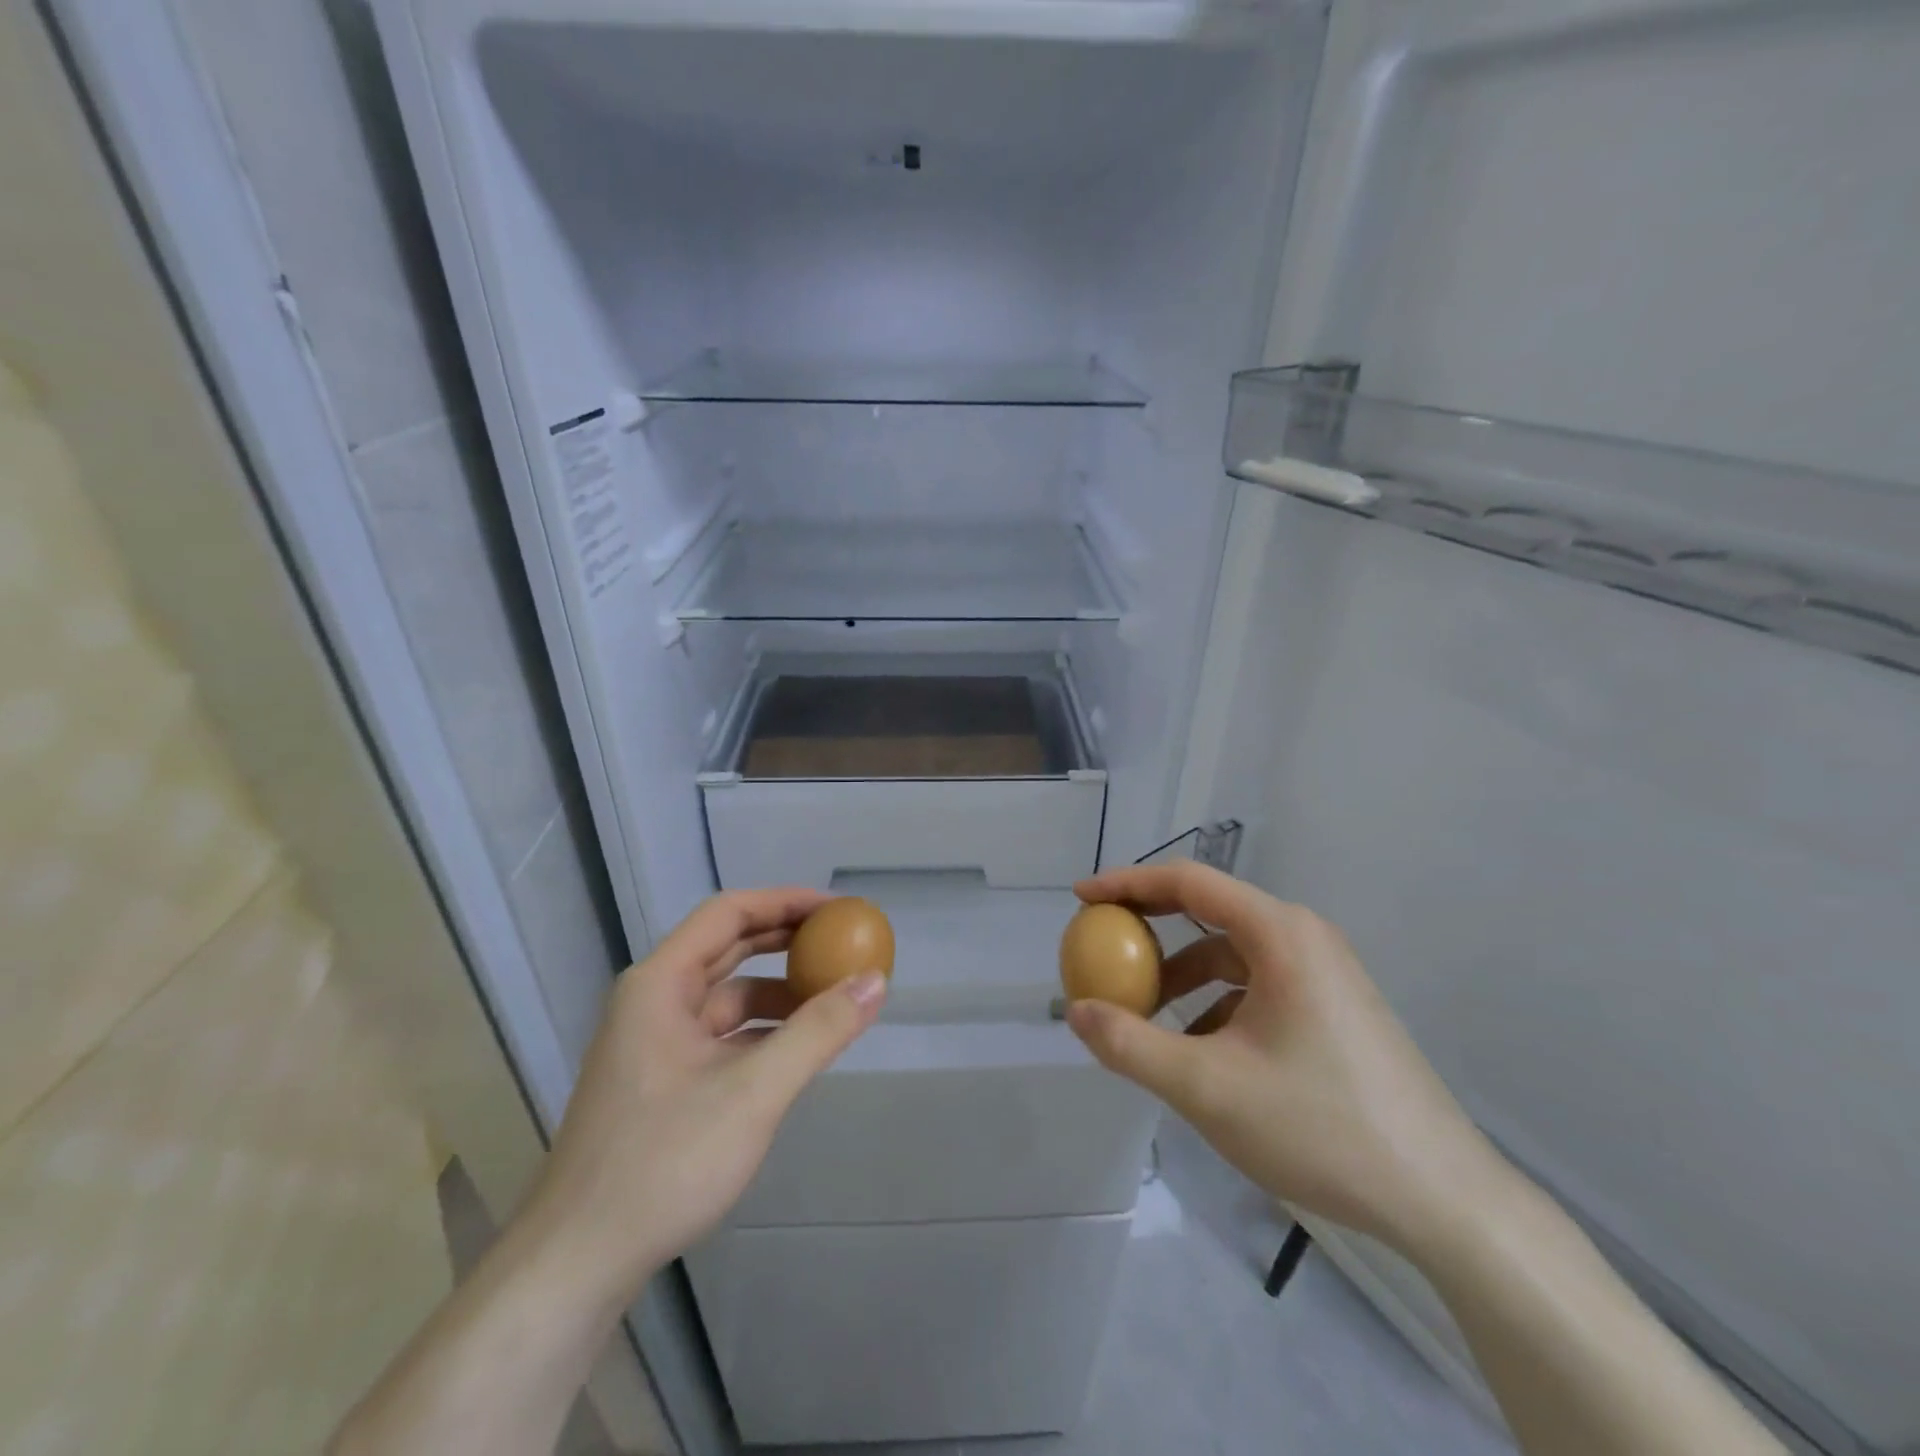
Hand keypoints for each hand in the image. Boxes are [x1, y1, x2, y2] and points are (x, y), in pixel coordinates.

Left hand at [518, 889, 887, 1306]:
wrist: (576, 1264)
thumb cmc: (663, 1161)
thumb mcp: (755, 1091)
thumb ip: (819, 1031)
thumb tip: (876, 980)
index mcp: (661, 983)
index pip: (729, 914)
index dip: (785, 902)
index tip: (837, 910)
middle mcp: (654, 1001)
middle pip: (728, 948)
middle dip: (786, 941)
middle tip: (841, 942)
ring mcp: (654, 1043)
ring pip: (727, 996)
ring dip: (779, 991)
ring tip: (832, 998)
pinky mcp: (662, 1081)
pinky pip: (722, 1035)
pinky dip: (763, 1031)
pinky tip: (798, 1048)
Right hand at [1064, 862, 1503, 1253]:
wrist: (1443, 1198)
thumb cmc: (1321, 1127)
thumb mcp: (1208, 1089)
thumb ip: (1131, 1046)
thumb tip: (1075, 1011)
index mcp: (1280, 933)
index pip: (1187, 882)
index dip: (1127, 884)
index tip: (1081, 899)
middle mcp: (1303, 937)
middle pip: (1209, 911)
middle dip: (1149, 929)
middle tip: (1102, 950)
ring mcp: (1324, 972)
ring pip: (1231, 953)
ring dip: (1180, 975)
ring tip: (1144, 1017)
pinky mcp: (1332, 1007)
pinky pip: (1255, 984)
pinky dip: (1213, 1002)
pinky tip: (1199, 1052)